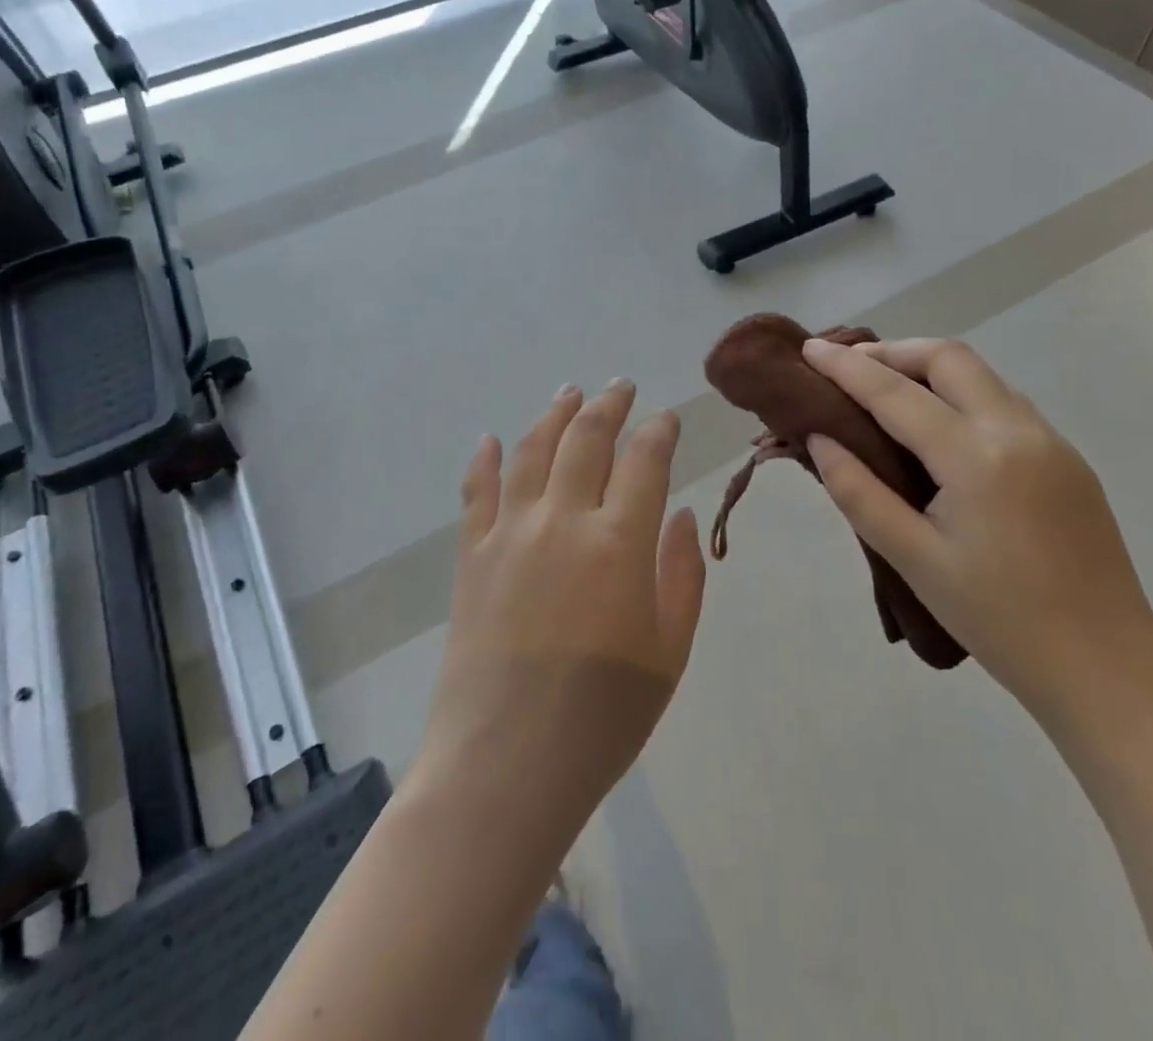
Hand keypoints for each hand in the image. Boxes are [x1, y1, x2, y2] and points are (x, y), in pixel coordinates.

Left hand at [416, 380, 705, 834]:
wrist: (504, 767)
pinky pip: (477, 492)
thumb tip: (677, 513)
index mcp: (619, 543)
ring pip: (533, 450)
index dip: (659, 431)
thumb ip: (681, 574)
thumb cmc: (602, 718)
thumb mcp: (669, 653)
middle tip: (621, 386)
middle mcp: (562, 520)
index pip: (644, 460)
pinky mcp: (472, 556)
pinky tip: (492, 440)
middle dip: (609, 405)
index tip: (667, 418)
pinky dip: (487, 460)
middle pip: (586, 439)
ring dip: (554, 415)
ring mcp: (509, 533)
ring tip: (569, 392)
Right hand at [802, 337, 1152, 729]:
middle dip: (893, 351)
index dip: (846, 367)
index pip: (896, 393)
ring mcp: (1052, 441)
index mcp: (976, 457)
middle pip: (948, 358)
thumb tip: (821, 438)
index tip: (809, 349)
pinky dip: (961, 393)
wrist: (1107, 670)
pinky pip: (1005, 402)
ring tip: (886, 388)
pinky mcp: (1068, 459)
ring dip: (929, 368)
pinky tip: (940, 426)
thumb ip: (859, 492)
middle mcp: (1018, 430)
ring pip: (982, 375)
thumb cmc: (998, 621)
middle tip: (848, 367)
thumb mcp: (913, 560)